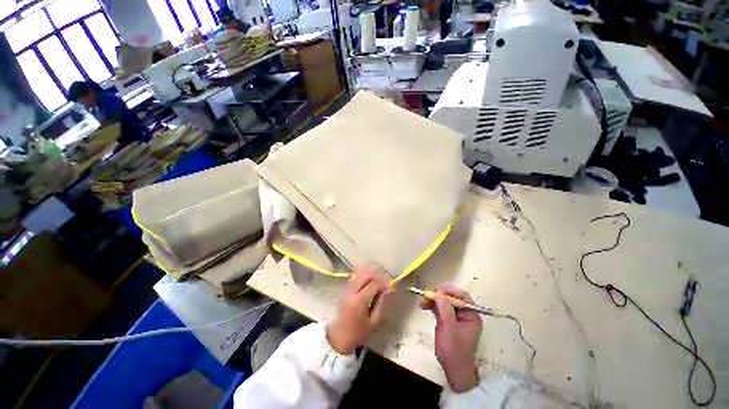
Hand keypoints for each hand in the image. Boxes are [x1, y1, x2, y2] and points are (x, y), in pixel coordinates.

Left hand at [327, 266, 393, 353]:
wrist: (339, 337)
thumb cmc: (358, 332)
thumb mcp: (374, 323)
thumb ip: (381, 305)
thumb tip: (386, 292)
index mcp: (360, 301)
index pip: (373, 284)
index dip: (382, 284)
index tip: (387, 289)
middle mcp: (352, 292)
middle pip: (365, 276)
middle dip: (375, 277)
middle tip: (382, 285)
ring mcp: (347, 290)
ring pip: (359, 275)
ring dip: (369, 276)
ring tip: (375, 284)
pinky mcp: (345, 291)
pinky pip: (355, 279)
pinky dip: (362, 278)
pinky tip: (367, 283)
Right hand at [420, 286, 482, 392]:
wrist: (453, 369)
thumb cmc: (454, 350)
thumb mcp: (450, 329)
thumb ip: (445, 309)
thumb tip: (438, 292)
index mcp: (471, 315)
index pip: (462, 296)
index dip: (449, 291)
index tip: (436, 292)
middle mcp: (464, 313)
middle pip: (451, 297)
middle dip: (438, 295)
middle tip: (426, 296)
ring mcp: (455, 316)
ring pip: (443, 301)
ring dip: (432, 300)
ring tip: (422, 303)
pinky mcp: (447, 320)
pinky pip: (439, 308)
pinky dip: (432, 305)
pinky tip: (424, 306)